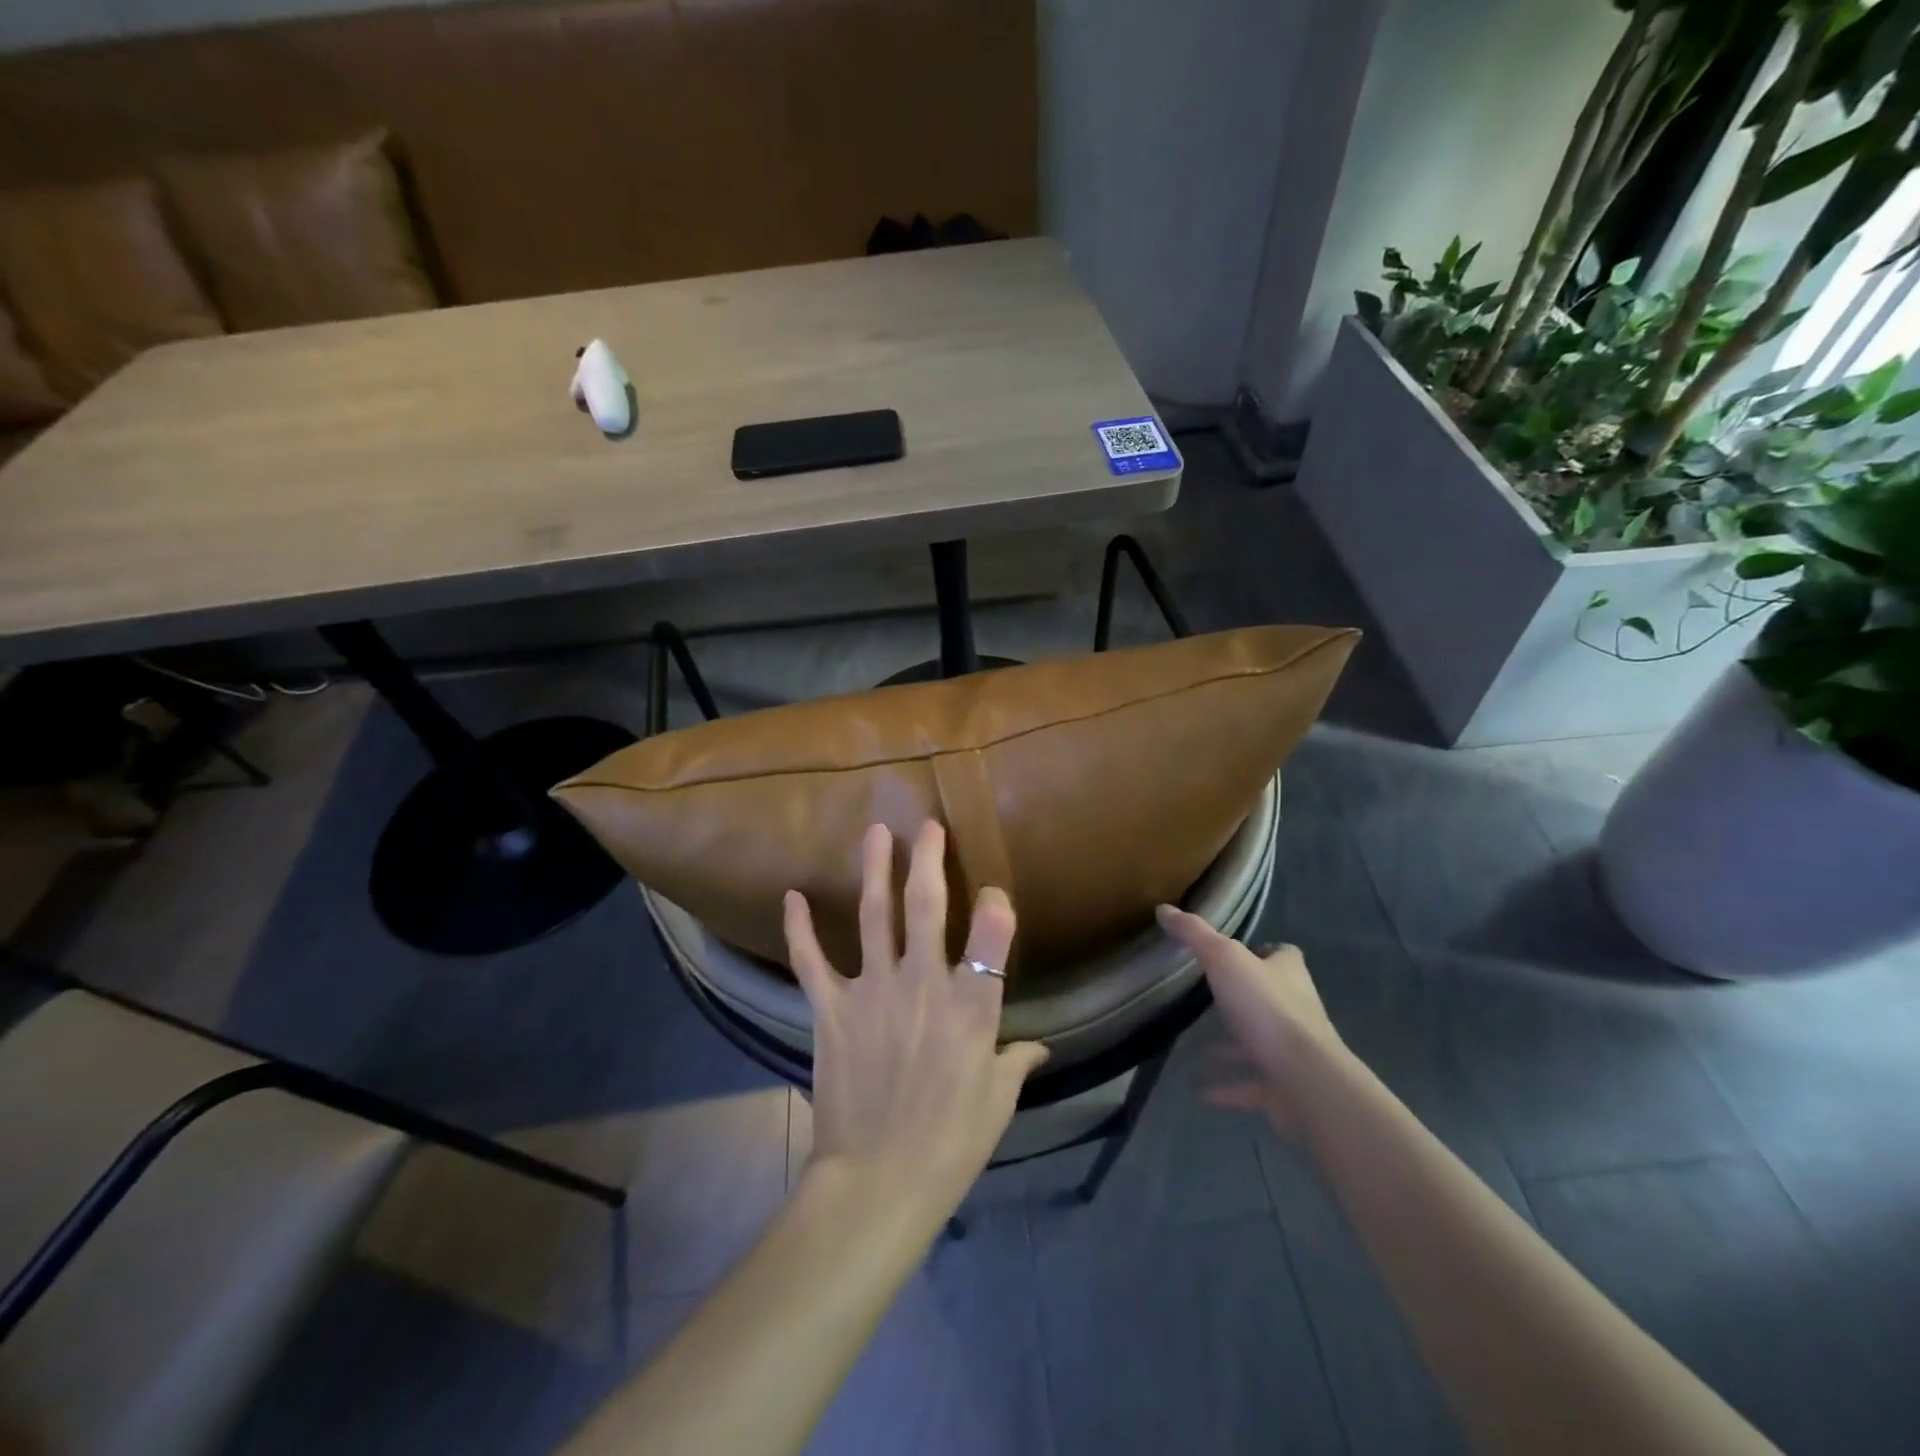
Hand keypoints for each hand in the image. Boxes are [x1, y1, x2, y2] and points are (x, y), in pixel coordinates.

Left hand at [784, 821, 1048, 1225]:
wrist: (878, 1182)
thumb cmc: (951, 1144)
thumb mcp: (998, 1102)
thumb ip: (1016, 1062)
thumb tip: (1039, 1047)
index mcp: (971, 1006)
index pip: (992, 936)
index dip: (996, 907)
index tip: (993, 893)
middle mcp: (923, 983)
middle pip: (928, 906)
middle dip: (930, 859)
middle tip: (928, 826)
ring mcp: (873, 991)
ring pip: (875, 916)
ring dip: (875, 870)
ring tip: (875, 833)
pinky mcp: (832, 1009)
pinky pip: (812, 961)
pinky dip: (799, 929)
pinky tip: (791, 897)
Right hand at [1156, 904, 1342, 1132]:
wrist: (1305, 1080)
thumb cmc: (1266, 1009)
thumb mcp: (1224, 959)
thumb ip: (1194, 934)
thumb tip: (1164, 909)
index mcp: (1288, 973)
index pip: (1282, 954)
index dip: (1263, 951)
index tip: (1234, 953)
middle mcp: (1296, 1008)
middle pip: (1271, 996)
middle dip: (1242, 997)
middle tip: (1206, 996)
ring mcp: (1291, 1051)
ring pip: (1258, 1043)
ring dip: (1231, 1046)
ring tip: (1196, 1046)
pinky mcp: (1284, 1086)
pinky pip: (1250, 1084)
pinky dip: (1227, 1086)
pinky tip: (1199, 1089)